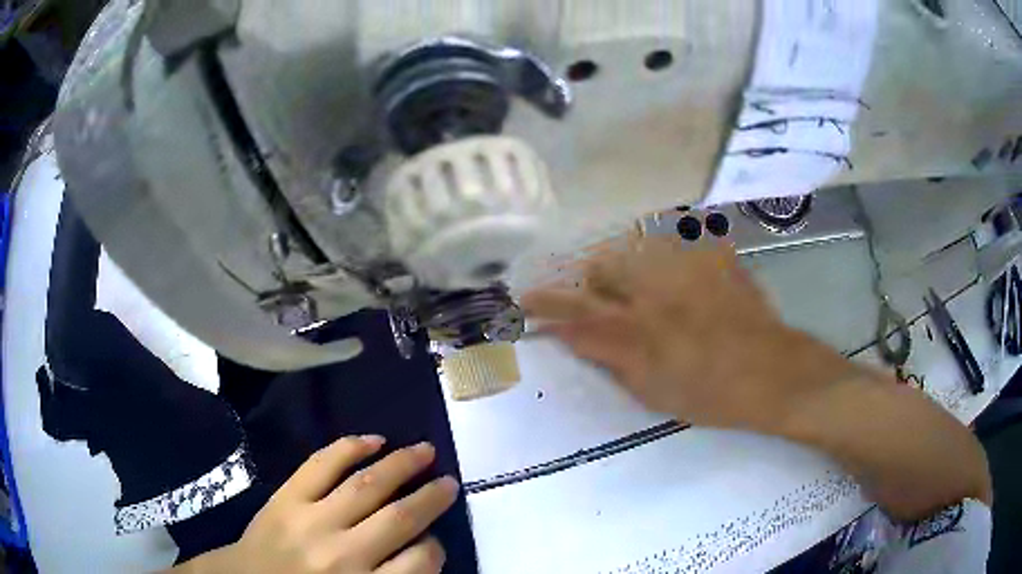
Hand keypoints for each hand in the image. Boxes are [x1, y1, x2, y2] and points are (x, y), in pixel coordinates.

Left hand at [183, 437, 458, 573]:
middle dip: (431, 498)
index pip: (419, 564)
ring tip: (425, 451)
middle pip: (399, 519)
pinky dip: (350, 448)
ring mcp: (311, 519)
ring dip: (401, 465)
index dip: (435, 549)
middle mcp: (342, 553)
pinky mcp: (286, 496)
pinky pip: (322, 464)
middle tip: (450, 483)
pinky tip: (374, 440)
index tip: (433, 542)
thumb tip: (423, 550)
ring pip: (367, 485)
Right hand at [523, 238, 868, 433]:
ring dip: (626, 264)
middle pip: (604, 266)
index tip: (526, 298)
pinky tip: (678, 273)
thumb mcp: (653, 391)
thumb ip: (609, 359)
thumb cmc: (711, 394)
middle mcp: (659, 293)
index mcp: (640, 333)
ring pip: (635, 246)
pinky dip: (666, 249)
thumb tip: (574, 336)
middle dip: (592, 279)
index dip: (546, 304)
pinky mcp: (714, 256)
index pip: (576, 312)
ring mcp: (689, 268)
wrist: (773, 373)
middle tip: (603, 299)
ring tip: (643, 287)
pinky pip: (678, 237)